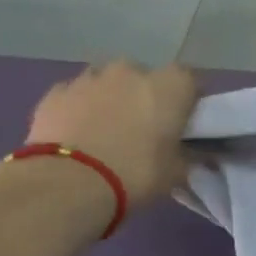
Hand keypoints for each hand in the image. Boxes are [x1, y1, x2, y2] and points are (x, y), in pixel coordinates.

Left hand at [24, 61, 198, 208]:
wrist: (68, 184)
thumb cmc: (135, 173)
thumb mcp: (176, 173)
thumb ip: (190, 156)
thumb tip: (200, 153)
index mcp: (169, 85)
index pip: (189, 80)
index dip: (187, 99)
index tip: (182, 122)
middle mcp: (131, 71)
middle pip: (144, 77)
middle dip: (144, 97)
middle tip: (142, 130)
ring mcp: (90, 78)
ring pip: (106, 83)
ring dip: (110, 99)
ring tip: (105, 132)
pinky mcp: (56, 93)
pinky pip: (75, 96)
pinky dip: (78, 109)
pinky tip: (76, 135)